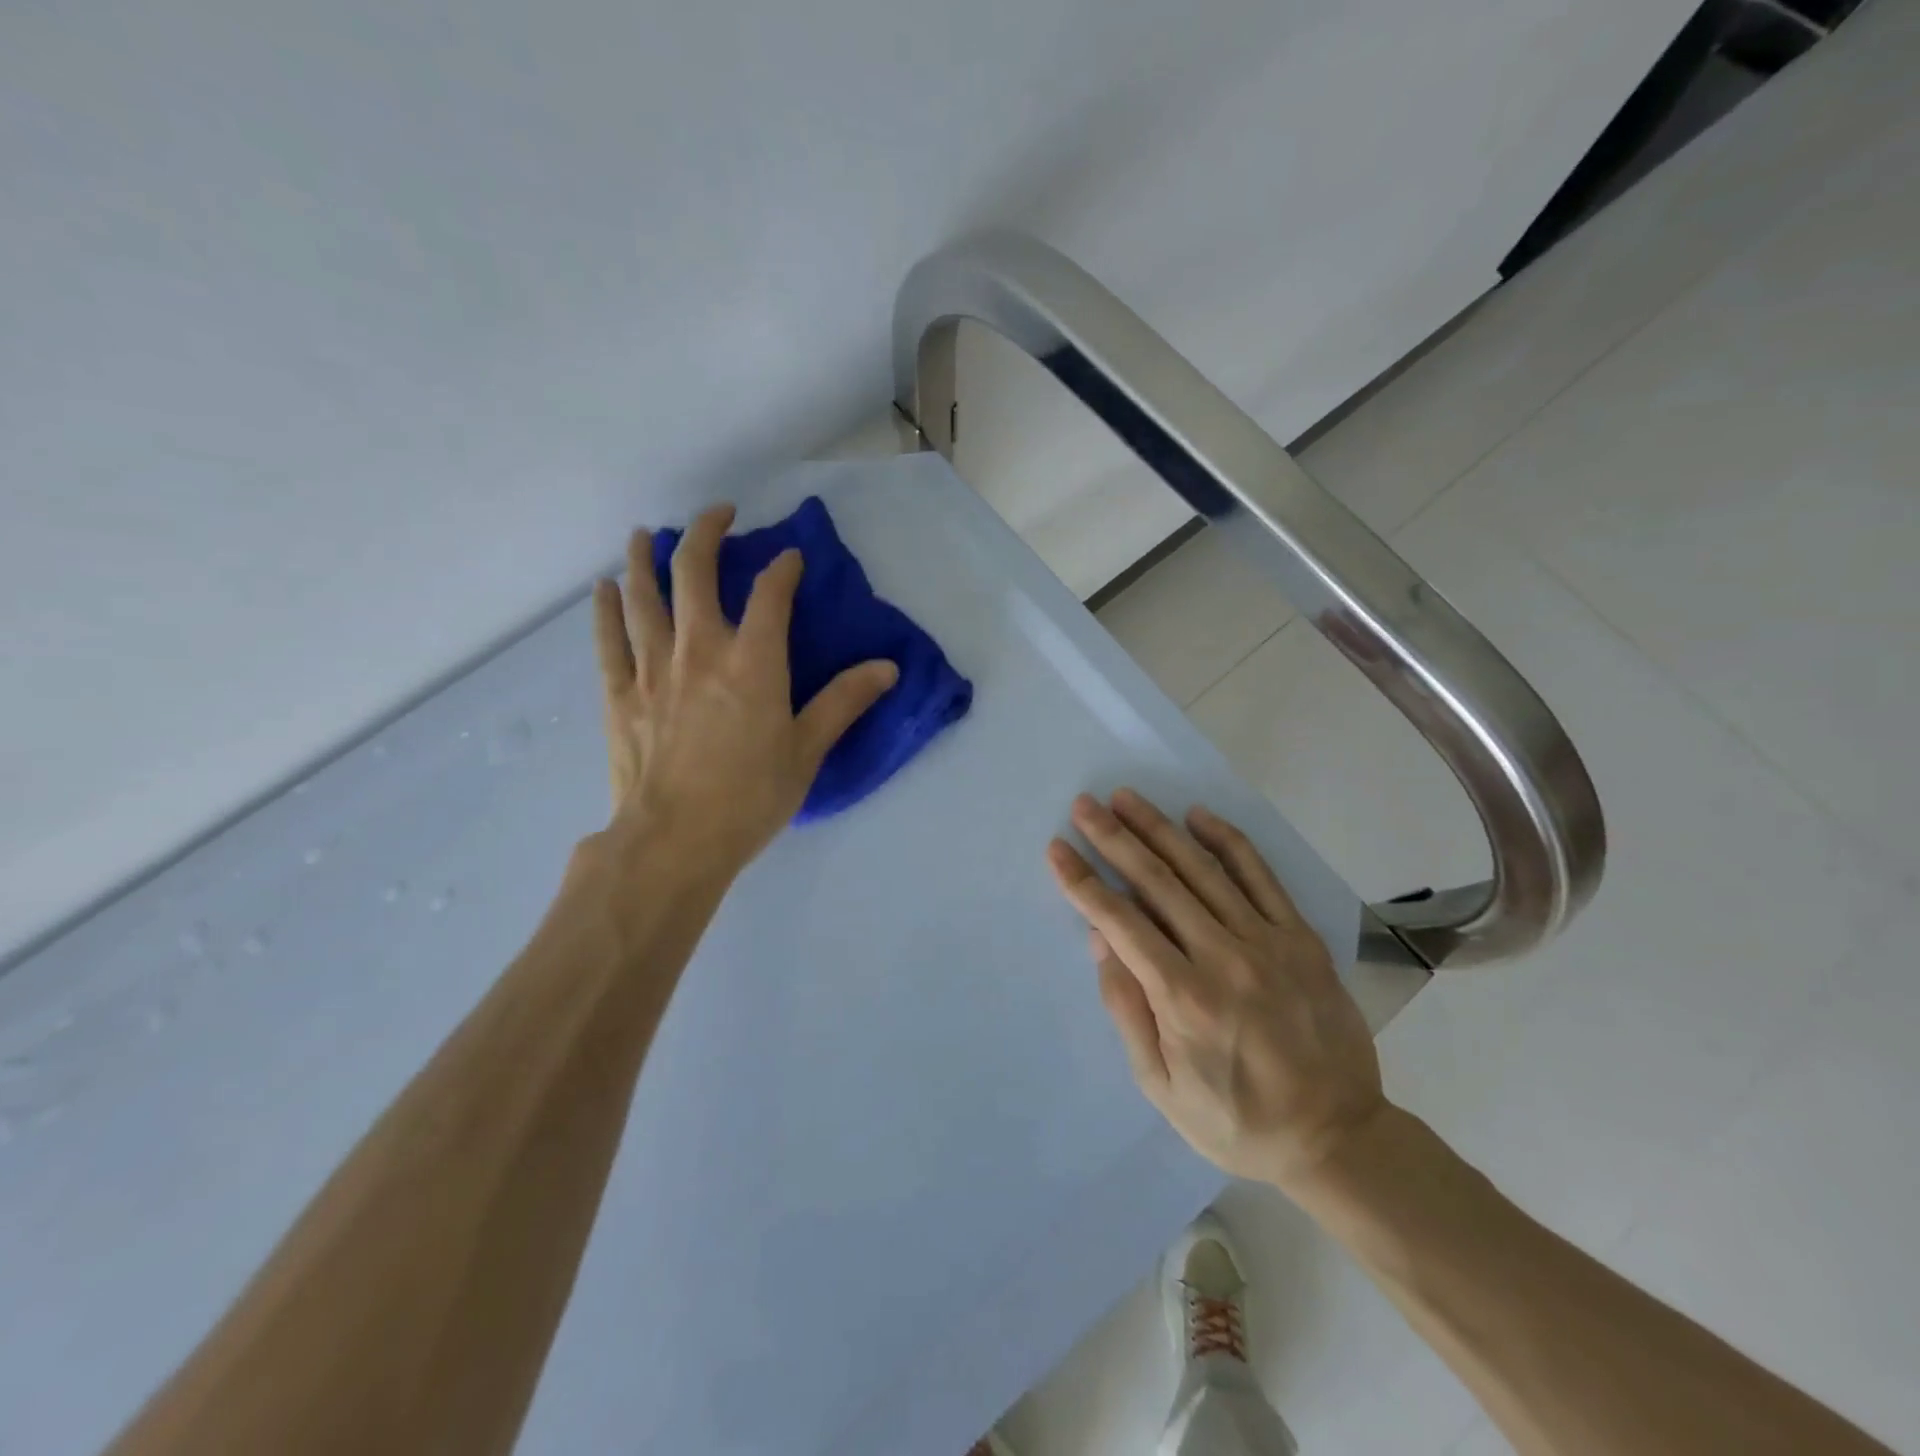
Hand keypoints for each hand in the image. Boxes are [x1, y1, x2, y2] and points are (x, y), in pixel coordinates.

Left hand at [590, 504, 898, 877]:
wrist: (674, 841)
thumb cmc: (750, 798)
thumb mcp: (807, 751)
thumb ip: (844, 702)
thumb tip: (888, 668)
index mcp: (754, 662)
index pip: (771, 594)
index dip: (783, 568)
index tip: (790, 558)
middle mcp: (700, 650)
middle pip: (694, 572)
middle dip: (706, 534)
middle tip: (718, 515)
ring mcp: (653, 669)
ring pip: (644, 596)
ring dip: (645, 559)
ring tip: (646, 535)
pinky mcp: (620, 694)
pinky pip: (608, 639)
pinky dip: (606, 609)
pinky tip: (604, 588)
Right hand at [1047, 789, 1389, 1197]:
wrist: (1336, 1137)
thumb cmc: (1235, 1120)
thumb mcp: (1161, 1086)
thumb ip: (1127, 1009)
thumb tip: (1100, 939)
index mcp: (1183, 998)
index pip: (1120, 921)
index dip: (1083, 882)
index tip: (1058, 849)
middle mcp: (1223, 957)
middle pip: (1157, 882)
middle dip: (1114, 838)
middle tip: (1085, 805)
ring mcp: (1267, 941)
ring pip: (1203, 869)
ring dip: (1160, 828)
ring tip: (1127, 798)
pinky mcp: (1300, 937)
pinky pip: (1260, 875)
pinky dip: (1227, 840)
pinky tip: (1198, 815)